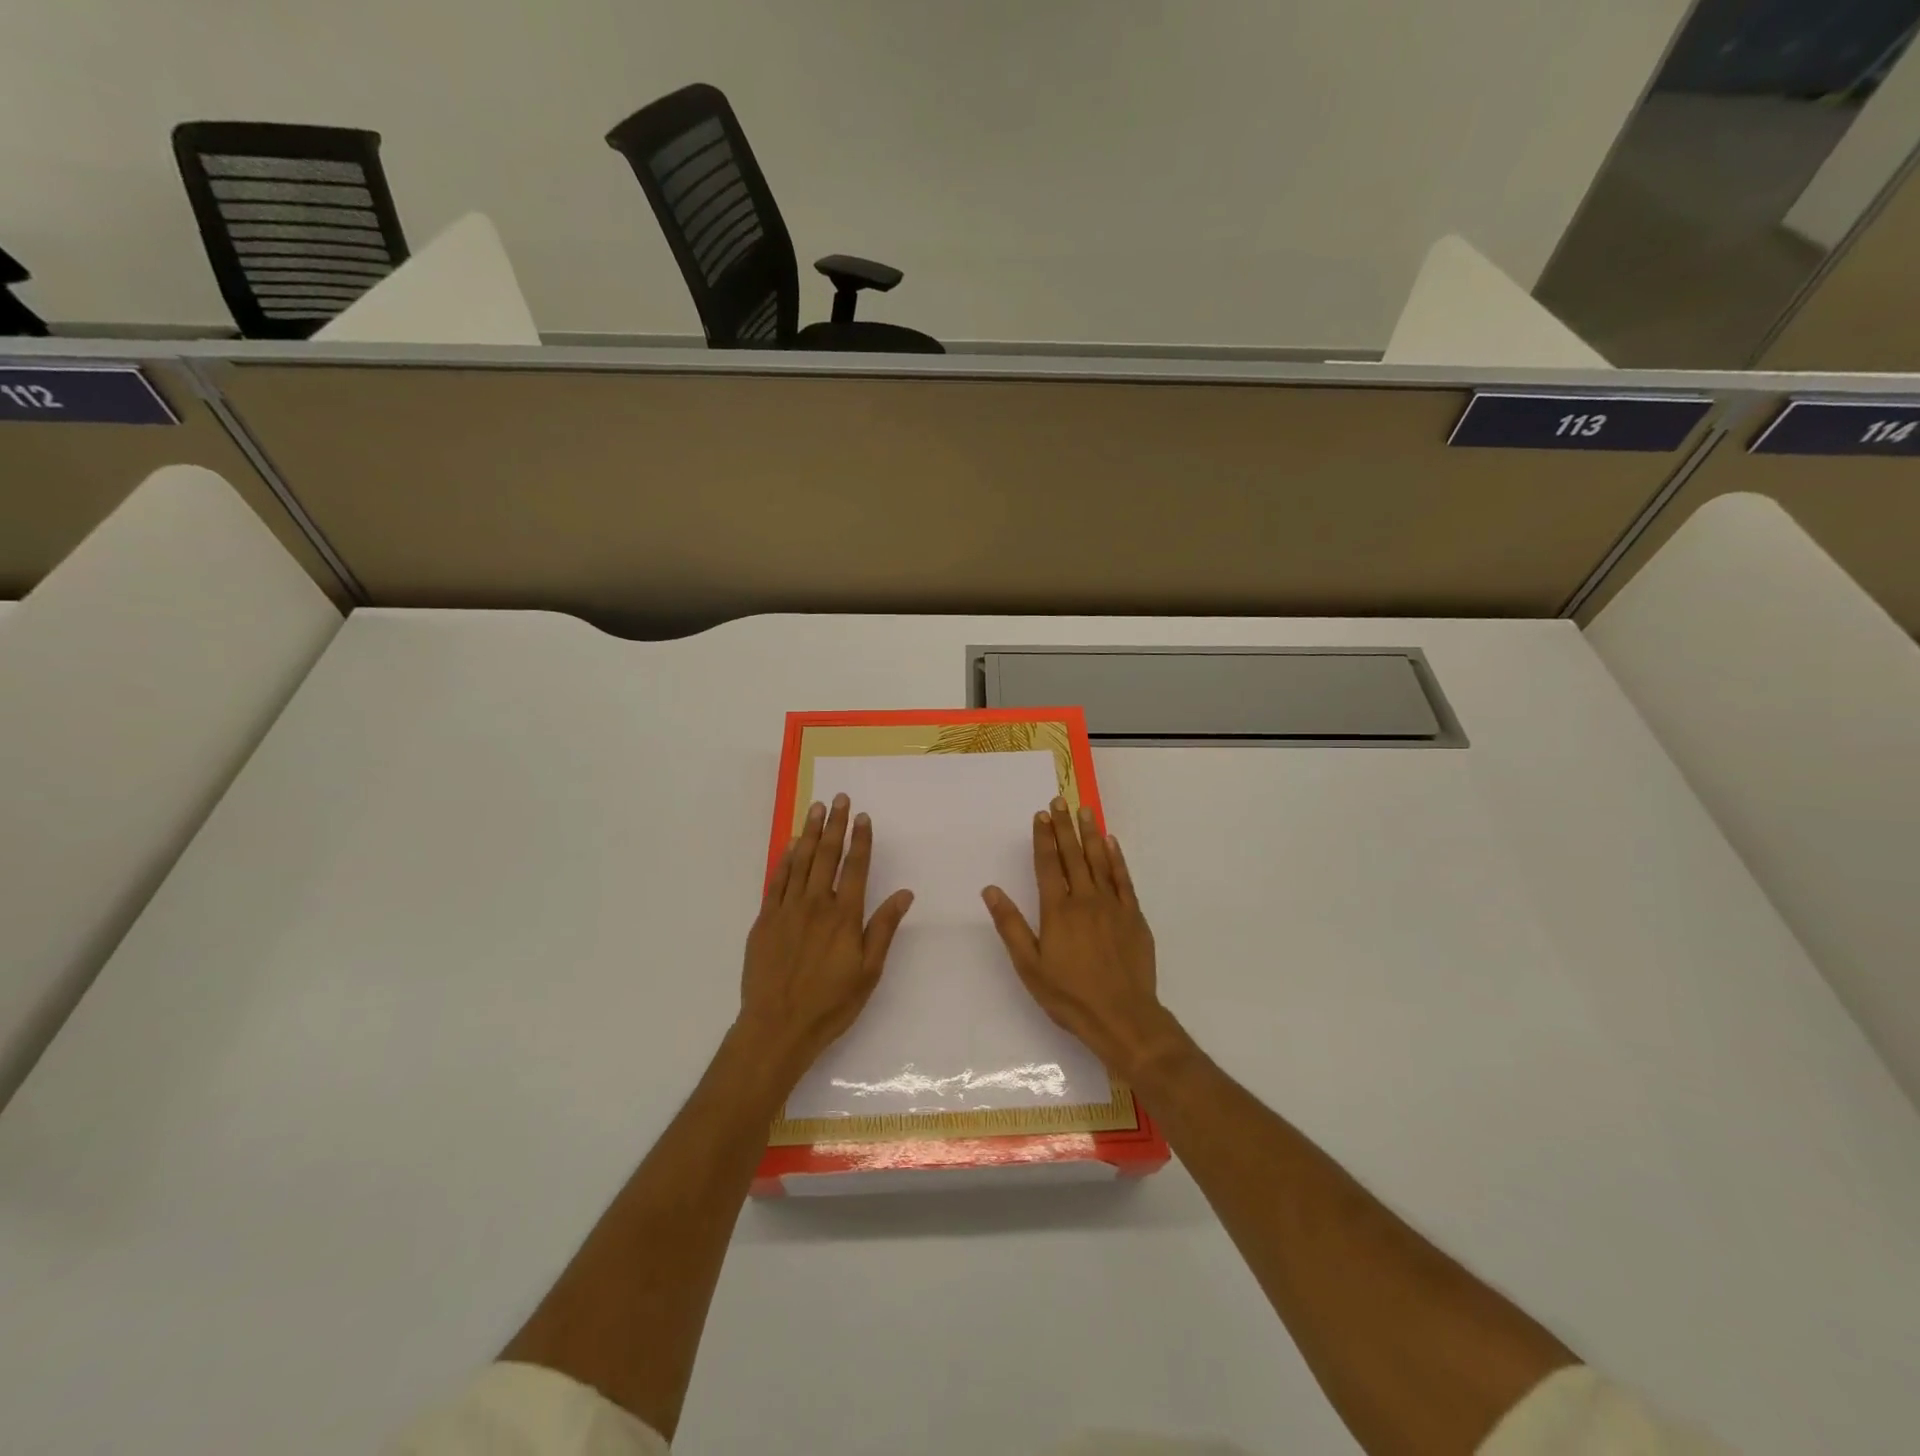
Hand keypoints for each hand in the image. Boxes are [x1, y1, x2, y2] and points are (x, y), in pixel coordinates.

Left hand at [739, 793, 914, 1084]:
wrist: (777, 1027)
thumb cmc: (831, 1003)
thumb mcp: (869, 971)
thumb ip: (884, 928)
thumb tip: (904, 893)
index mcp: (844, 916)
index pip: (856, 867)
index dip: (860, 840)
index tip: (862, 816)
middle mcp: (816, 904)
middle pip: (827, 855)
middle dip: (835, 825)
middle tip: (839, 798)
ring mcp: (787, 910)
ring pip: (800, 861)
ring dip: (810, 833)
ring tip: (816, 809)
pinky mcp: (765, 920)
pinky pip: (777, 880)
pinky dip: (784, 859)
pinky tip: (790, 845)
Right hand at [983, 797, 1180, 1078]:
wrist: (1122, 1016)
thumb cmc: (1069, 995)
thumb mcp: (1029, 966)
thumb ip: (1010, 925)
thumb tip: (990, 890)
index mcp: (1057, 910)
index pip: (1048, 864)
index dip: (1043, 838)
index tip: (1041, 815)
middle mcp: (1085, 899)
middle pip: (1073, 855)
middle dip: (1064, 826)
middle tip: (1059, 800)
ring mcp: (1112, 905)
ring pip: (1099, 860)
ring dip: (1090, 833)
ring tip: (1084, 810)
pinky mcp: (1133, 916)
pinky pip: (1123, 879)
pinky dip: (1116, 858)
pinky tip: (1111, 843)